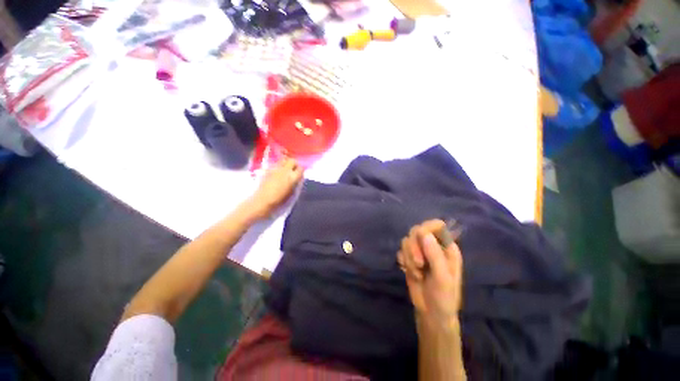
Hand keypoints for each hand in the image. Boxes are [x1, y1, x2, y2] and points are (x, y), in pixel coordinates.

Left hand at [249, 158, 303, 218]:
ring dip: (286, 164)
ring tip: (285, 171)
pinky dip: (278, 167)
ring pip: (283, 161)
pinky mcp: (267, 170)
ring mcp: (275, 169)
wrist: (263, 200)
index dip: (301, 171)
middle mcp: (285, 170)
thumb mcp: (292, 193)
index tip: (300, 174)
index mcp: (293, 177)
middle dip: (294, 164)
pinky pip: (275, 165)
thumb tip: (297, 179)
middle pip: (292, 161)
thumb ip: (296, 183)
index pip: (301, 168)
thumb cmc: (280, 200)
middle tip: (293, 170)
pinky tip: (276, 174)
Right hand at [397, 220, 462, 331]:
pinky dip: (403, 261)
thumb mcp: (443, 278)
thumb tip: (424, 233)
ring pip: (407, 240)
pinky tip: (410, 272)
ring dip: (409, 257)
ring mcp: (420, 252)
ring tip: (417, 273)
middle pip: (417, 230)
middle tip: (419, 264)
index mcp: (447, 247)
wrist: (431, 313)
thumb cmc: (444, 297)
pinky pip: (401, 250)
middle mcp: (433, 246)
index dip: (426, 229)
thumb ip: (435, 255)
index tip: (421, 240)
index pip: (436, 225)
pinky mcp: (409, 258)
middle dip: (414, 247)